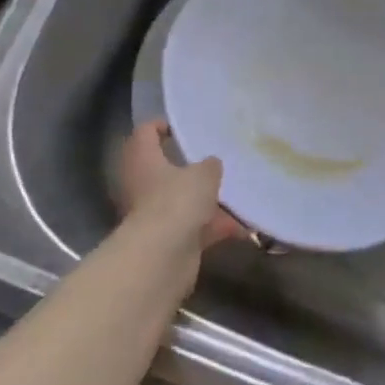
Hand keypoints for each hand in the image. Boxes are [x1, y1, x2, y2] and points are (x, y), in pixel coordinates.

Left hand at [115, 119, 244, 249]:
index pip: (145, 133)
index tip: (184, 127)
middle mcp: (143, 185)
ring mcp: (154, 215)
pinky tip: (242, 226)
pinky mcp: (168, 240)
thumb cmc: (176, 201)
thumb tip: (211, 165)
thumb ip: (210, 165)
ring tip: (237, 194)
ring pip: (183, 200)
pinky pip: (195, 227)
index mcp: (143, 160)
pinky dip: (215, 227)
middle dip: (192, 168)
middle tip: (217, 161)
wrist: (161, 258)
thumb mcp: (203, 174)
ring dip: (208, 200)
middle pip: (165, 169)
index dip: (162, 126)